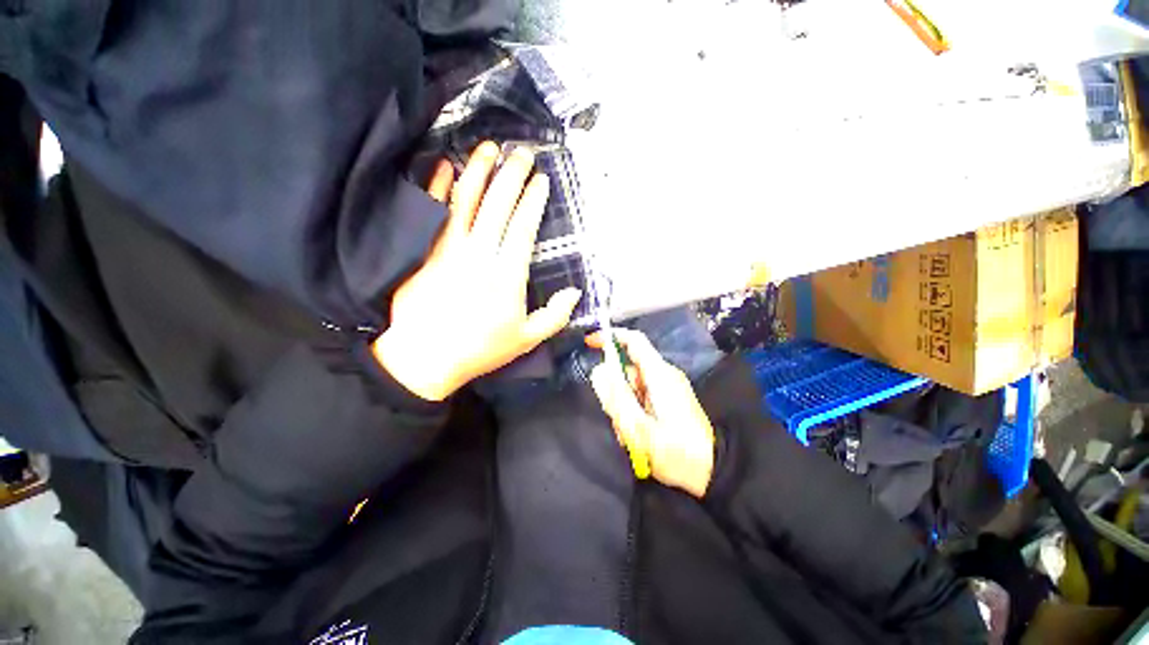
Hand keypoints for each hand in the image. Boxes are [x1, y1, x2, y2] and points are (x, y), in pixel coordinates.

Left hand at [373, 142, 581, 400]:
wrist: (426, 358)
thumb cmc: (481, 350)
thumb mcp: (527, 339)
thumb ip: (555, 315)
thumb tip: (575, 292)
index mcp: (508, 275)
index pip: (523, 227)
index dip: (533, 201)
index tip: (542, 180)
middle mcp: (481, 254)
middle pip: (498, 205)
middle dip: (512, 176)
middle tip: (523, 153)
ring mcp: (449, 249)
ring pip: (466, 201)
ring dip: (478, 171)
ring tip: (489, 148)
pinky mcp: (425, 252)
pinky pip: (434, 213)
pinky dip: (439, 187)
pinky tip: (445, 167)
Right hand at [587, 329, 715, 497]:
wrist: (713, 473)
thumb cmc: (678, 452)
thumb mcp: (641, 429)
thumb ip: (617, 398)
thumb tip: (598, 371)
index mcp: (660, 375)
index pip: (634, 341)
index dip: (611, 337)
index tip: (589, 344)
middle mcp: (663, 376)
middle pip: (628, 369)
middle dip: (615, 391)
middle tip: (617, 419)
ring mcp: (666, 388)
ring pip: (631, 386)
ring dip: (624, 407)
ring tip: (631, 435)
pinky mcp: (667, 400)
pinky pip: (640, 397)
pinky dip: (633, 412)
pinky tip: (637, 436)